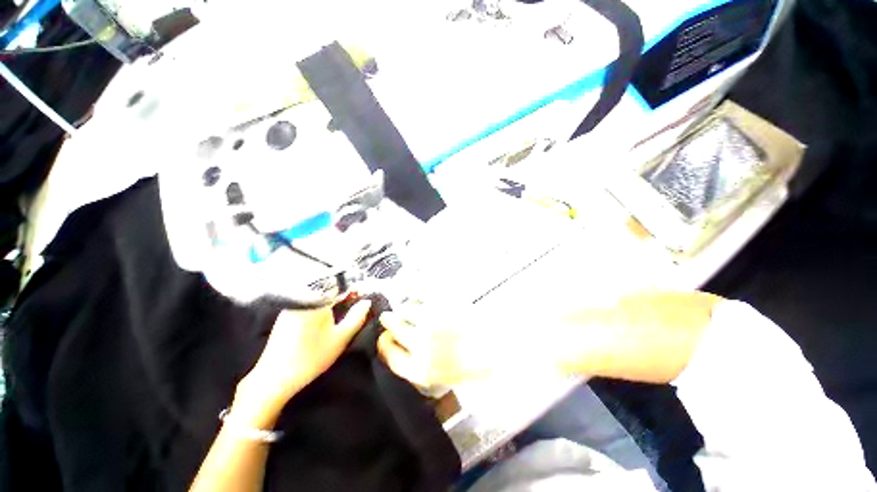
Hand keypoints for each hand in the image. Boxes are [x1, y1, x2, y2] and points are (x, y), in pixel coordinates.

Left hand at [234, 299, 371, 426]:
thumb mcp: (341, 337)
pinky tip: (322, 323)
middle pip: (327, 289)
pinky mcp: (284, 316)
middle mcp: (302, 298)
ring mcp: (291, 307)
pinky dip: (318, 308)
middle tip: (352, 307)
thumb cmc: (312, 356)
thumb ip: (357, 317)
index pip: (339, 283)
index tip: (360, 296)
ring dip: (330, 301)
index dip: (352, 288)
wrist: (274, 378)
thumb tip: (367, 302)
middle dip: (342, 295)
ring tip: (340, 314)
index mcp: (317, 300)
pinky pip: (307, 304)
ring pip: (317, 297)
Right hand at [377, 303, 536, 386]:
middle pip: (394, 329)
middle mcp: (421, 345)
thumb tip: (407, 348)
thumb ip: (423, 363)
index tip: (383, 338)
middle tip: (386, 317)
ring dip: (403, 308)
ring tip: (405, 307)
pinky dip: (418, 297)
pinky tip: (420, 298)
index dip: (384, 345)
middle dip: (389, 322)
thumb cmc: (479, 364)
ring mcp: (431, 323)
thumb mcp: (446, 374)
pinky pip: (423, 298)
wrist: (504, 346)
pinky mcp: (442, 305)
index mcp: (422, 370)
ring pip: (406, 310)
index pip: (390, 356)